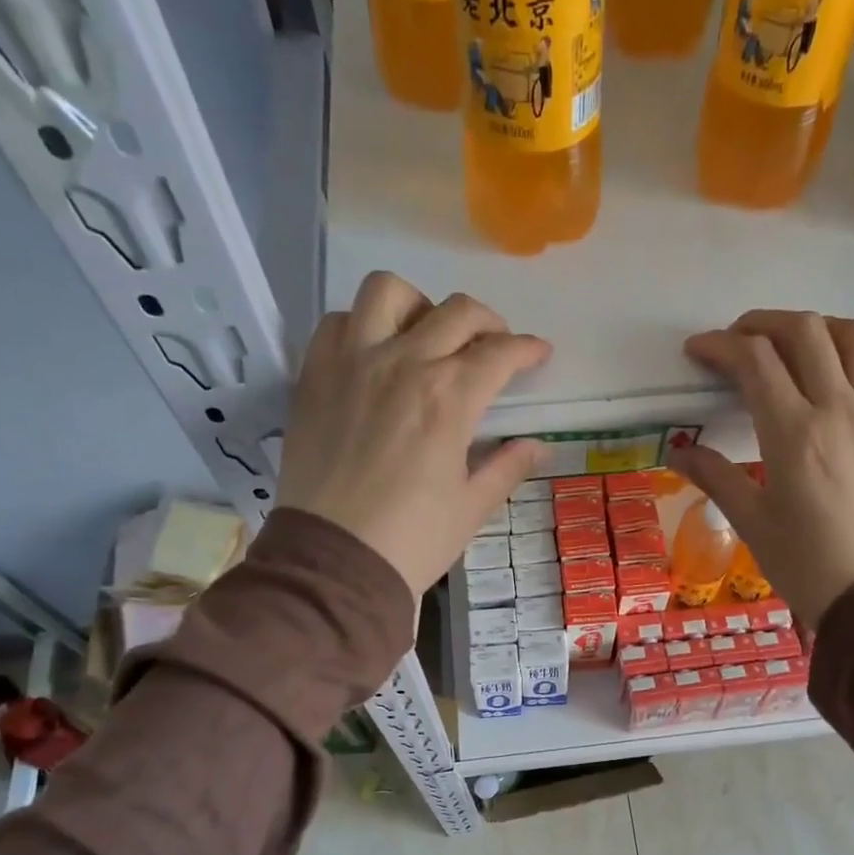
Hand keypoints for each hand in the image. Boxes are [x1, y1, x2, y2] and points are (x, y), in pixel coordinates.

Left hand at [278, 272, 548, 595]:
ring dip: (420, 306)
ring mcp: (353, 363)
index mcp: (451, 397)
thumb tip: (538, 446)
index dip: (528, 350)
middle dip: (489, 323)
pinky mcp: (315, 375)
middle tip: (494, 347)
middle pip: (457, 312)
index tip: (538, 354)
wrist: (335, 562)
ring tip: (427, 335)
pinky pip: (339, 321)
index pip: (500, 353)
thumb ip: (507, 467)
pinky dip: (363, 325)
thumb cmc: (413, 539)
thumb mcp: (472, 507)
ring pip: (389, 292)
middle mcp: (404, 363)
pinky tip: (374, 354)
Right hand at [668, 310, 853, 625]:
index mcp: (793, 433)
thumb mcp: (751, 522)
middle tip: (737, 341)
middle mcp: (838, 410)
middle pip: (804, 331)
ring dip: (816, 327)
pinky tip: (836, 374)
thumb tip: (680, 451)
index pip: (755, 360)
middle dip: (762, 324)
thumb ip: (714, 476)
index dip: (720, 345)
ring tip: (791, 346)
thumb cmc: (806, 563)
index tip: (698, 351)